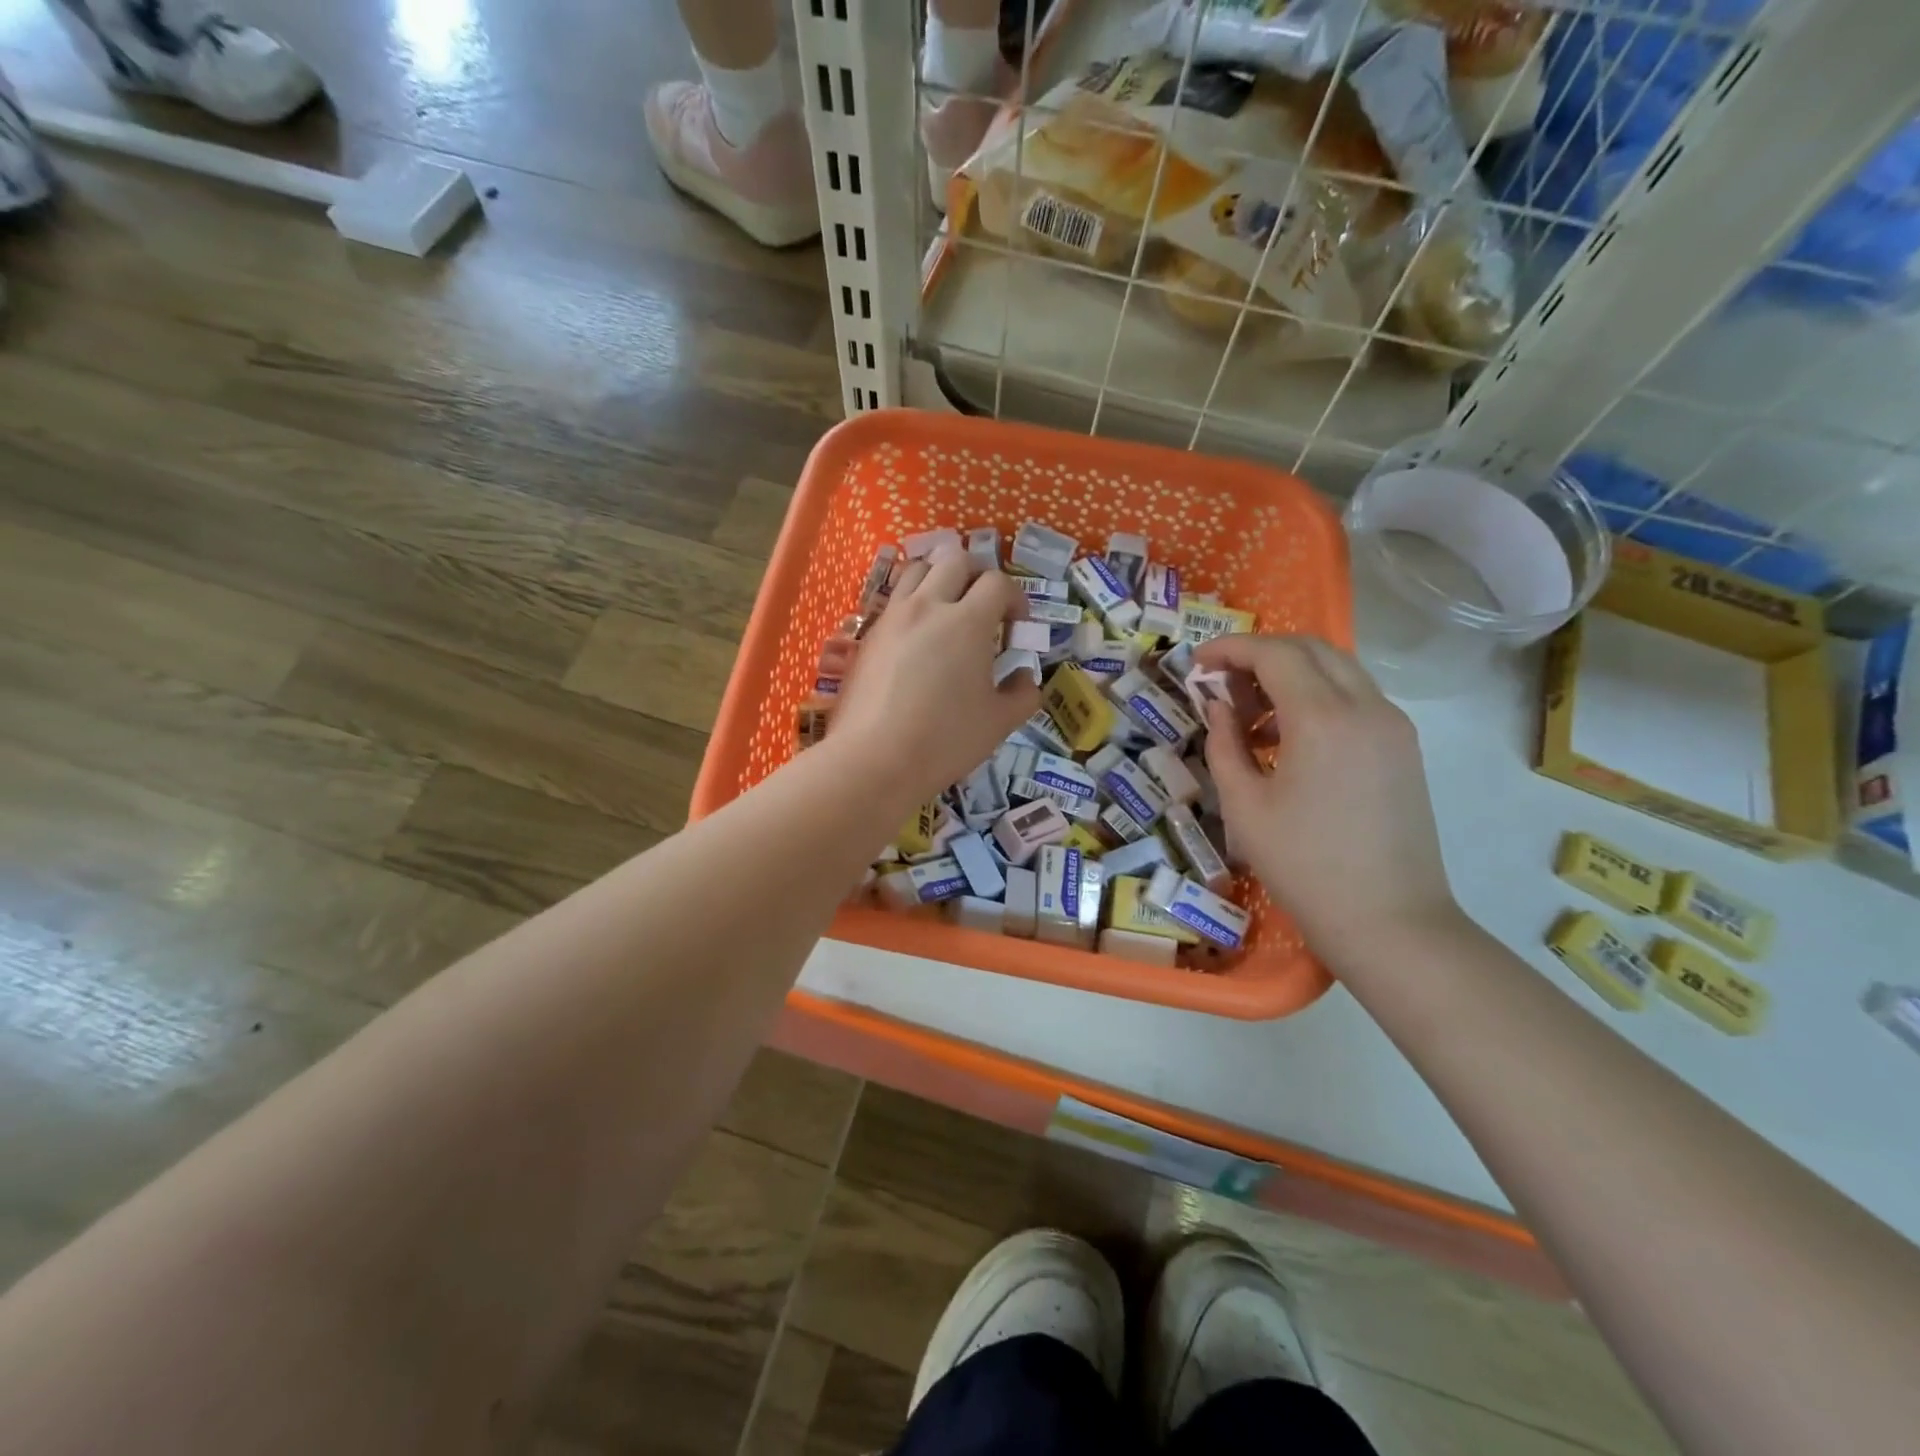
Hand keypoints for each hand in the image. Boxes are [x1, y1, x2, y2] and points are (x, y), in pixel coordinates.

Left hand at [828, 547, 1038, 808]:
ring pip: (918, 569)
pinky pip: (894, 598)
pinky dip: (913, 601)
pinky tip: (918, 634)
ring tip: (948, 608)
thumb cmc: (944, 741)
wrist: (873, 760)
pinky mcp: (868, 635)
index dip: (1015, 598)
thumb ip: (1022, 695)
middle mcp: (928, 606)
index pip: (997, 583)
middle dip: (978, 575)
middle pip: (956, 560)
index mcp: (968, 622)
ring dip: (940, 577)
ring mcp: (893, 617)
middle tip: (985, 606)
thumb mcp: (999, 723)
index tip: (1017, 626)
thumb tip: (1024, 677)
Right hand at [1195, 634, 1462, 962]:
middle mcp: (1366, 706)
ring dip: (1290, 674)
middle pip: (1311, 648)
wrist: (1390, 921)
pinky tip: (1288, 737)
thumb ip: (1224, 744)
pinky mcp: (1403, 747)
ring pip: (1337, 669)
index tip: (1196, 663)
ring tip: (1250, 714)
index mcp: (1323, 718)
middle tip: (1221, 683)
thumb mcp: (1244, 806)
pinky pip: (1355, 698)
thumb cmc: (1304, 866)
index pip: (1274, 654)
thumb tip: (1218, 706)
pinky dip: (1316, 697)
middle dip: (1260, 654)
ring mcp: (1392, 725)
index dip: (1229, 649)